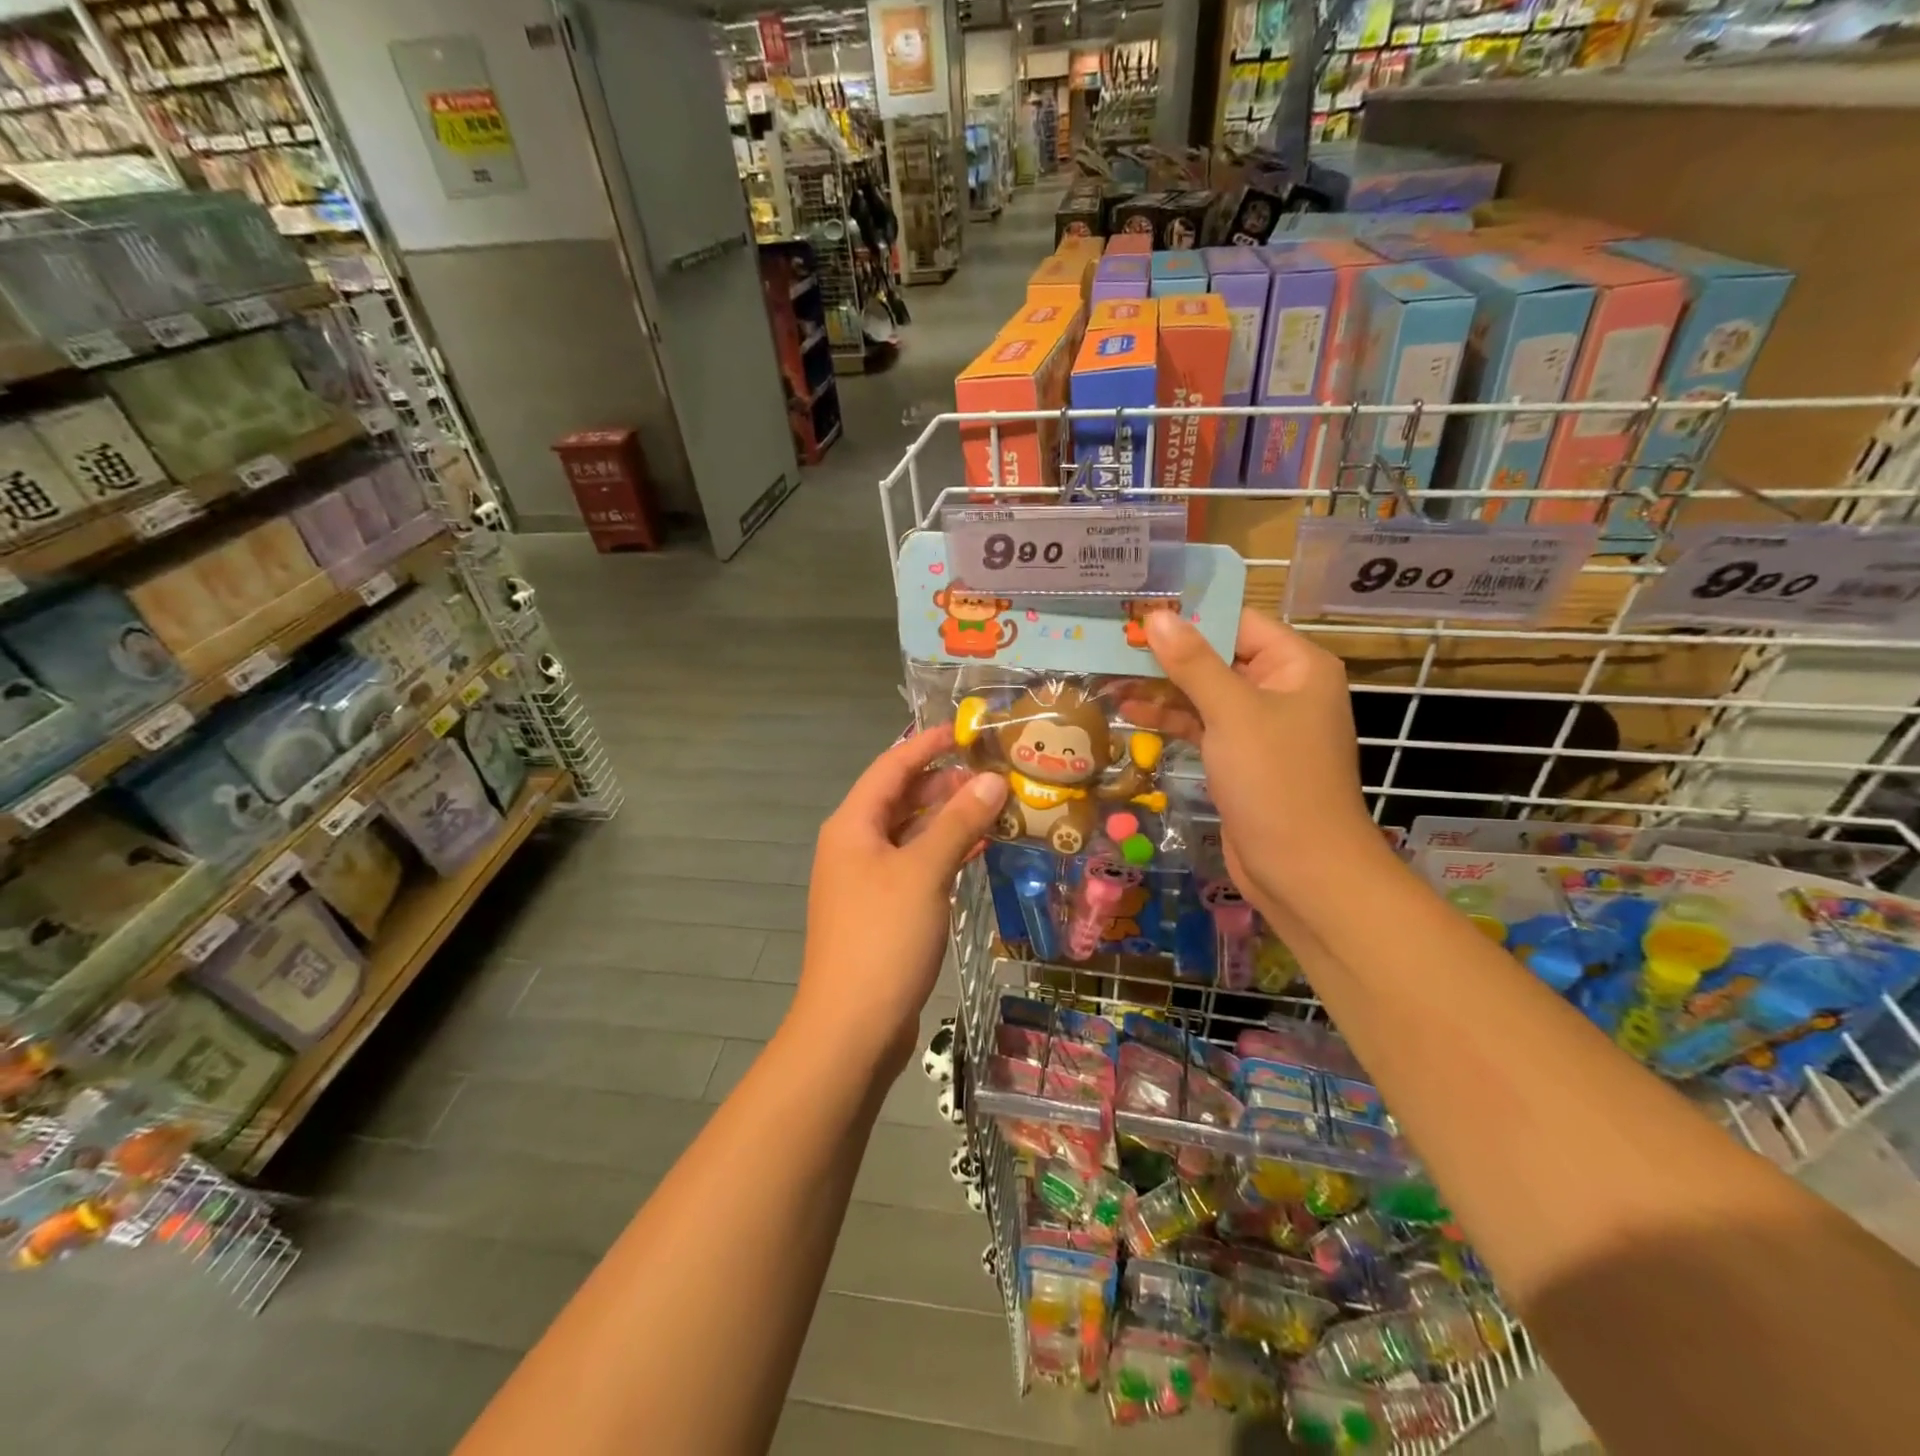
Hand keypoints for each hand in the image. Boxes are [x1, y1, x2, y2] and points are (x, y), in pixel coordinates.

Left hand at [793, 726, 1008, 1075]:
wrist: (852, 1027)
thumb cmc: (883, 938)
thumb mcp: (924, 872)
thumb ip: (958, 822)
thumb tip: (991, 780)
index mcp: (853, 825)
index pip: (892, 766)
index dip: (928, 744)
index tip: (968, 730)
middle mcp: (855, 845)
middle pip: (901, 798)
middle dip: (945, 782)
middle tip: (995, 773)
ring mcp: (867, 879)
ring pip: (911, 833)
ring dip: (949, 818)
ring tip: (997, 806)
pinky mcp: (883, 909)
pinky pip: (916, 865)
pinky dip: (945, 852)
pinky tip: (980, 849)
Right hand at [1140, 609, 1383, 911]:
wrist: (1301, 869)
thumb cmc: (1275, 780)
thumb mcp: (1232, 713)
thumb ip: (1192, 663)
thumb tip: (1156, 616)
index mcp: (1297, 666)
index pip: (1237, 623)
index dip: (1188, 617)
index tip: (1136, 612)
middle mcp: (1282, 689)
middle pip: (1218, 657)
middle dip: (1167, 654)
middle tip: (1112, 643)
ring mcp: (1260, 726)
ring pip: (1205, 693)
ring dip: (1162, 688)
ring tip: (1110, 678)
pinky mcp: (1240, 757)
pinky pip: (1202, 725)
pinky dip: (1171, 719)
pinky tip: (1131, 712)